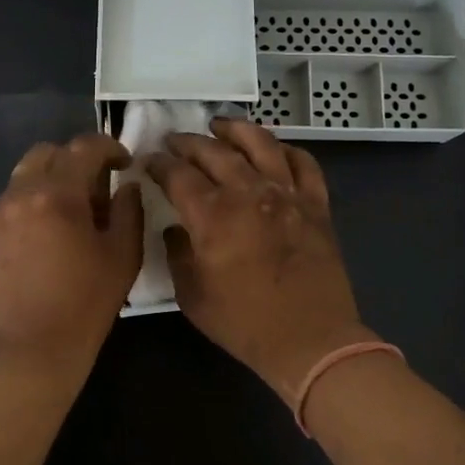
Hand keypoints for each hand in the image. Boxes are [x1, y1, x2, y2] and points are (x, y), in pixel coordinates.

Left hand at [0, 134, 143, 372]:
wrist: (30, 352)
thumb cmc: (85, 304)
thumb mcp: (123, 256)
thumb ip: (129, 210)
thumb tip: (126, 185)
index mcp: (57, 195)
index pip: (83, 148)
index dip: (108, 147)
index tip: (122, 163)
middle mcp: (18, 195)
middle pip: (46, 153)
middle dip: (73, 159)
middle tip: (93, 185)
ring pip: (22, 179)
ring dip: (48, 184)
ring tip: (65, 216)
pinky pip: (6, 207)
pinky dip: (26, 209)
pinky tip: (39, 240)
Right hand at [143, 118, 371, 402]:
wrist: (311, 339)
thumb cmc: (245, 323)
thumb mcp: (192, 296)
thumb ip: (177, 255)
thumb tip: (175, 229)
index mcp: (213, 215)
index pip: (178, 175)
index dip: (159, 164)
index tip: (148, 160)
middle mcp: (248, 193)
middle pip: (214, 152)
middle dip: (189, 142)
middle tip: (174, 140)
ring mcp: (286, 195)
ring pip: (261, 144)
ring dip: (237, 130)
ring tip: (221, 124)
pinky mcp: (315, 205)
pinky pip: (304, 164)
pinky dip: (287, 150)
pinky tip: (275, 149)